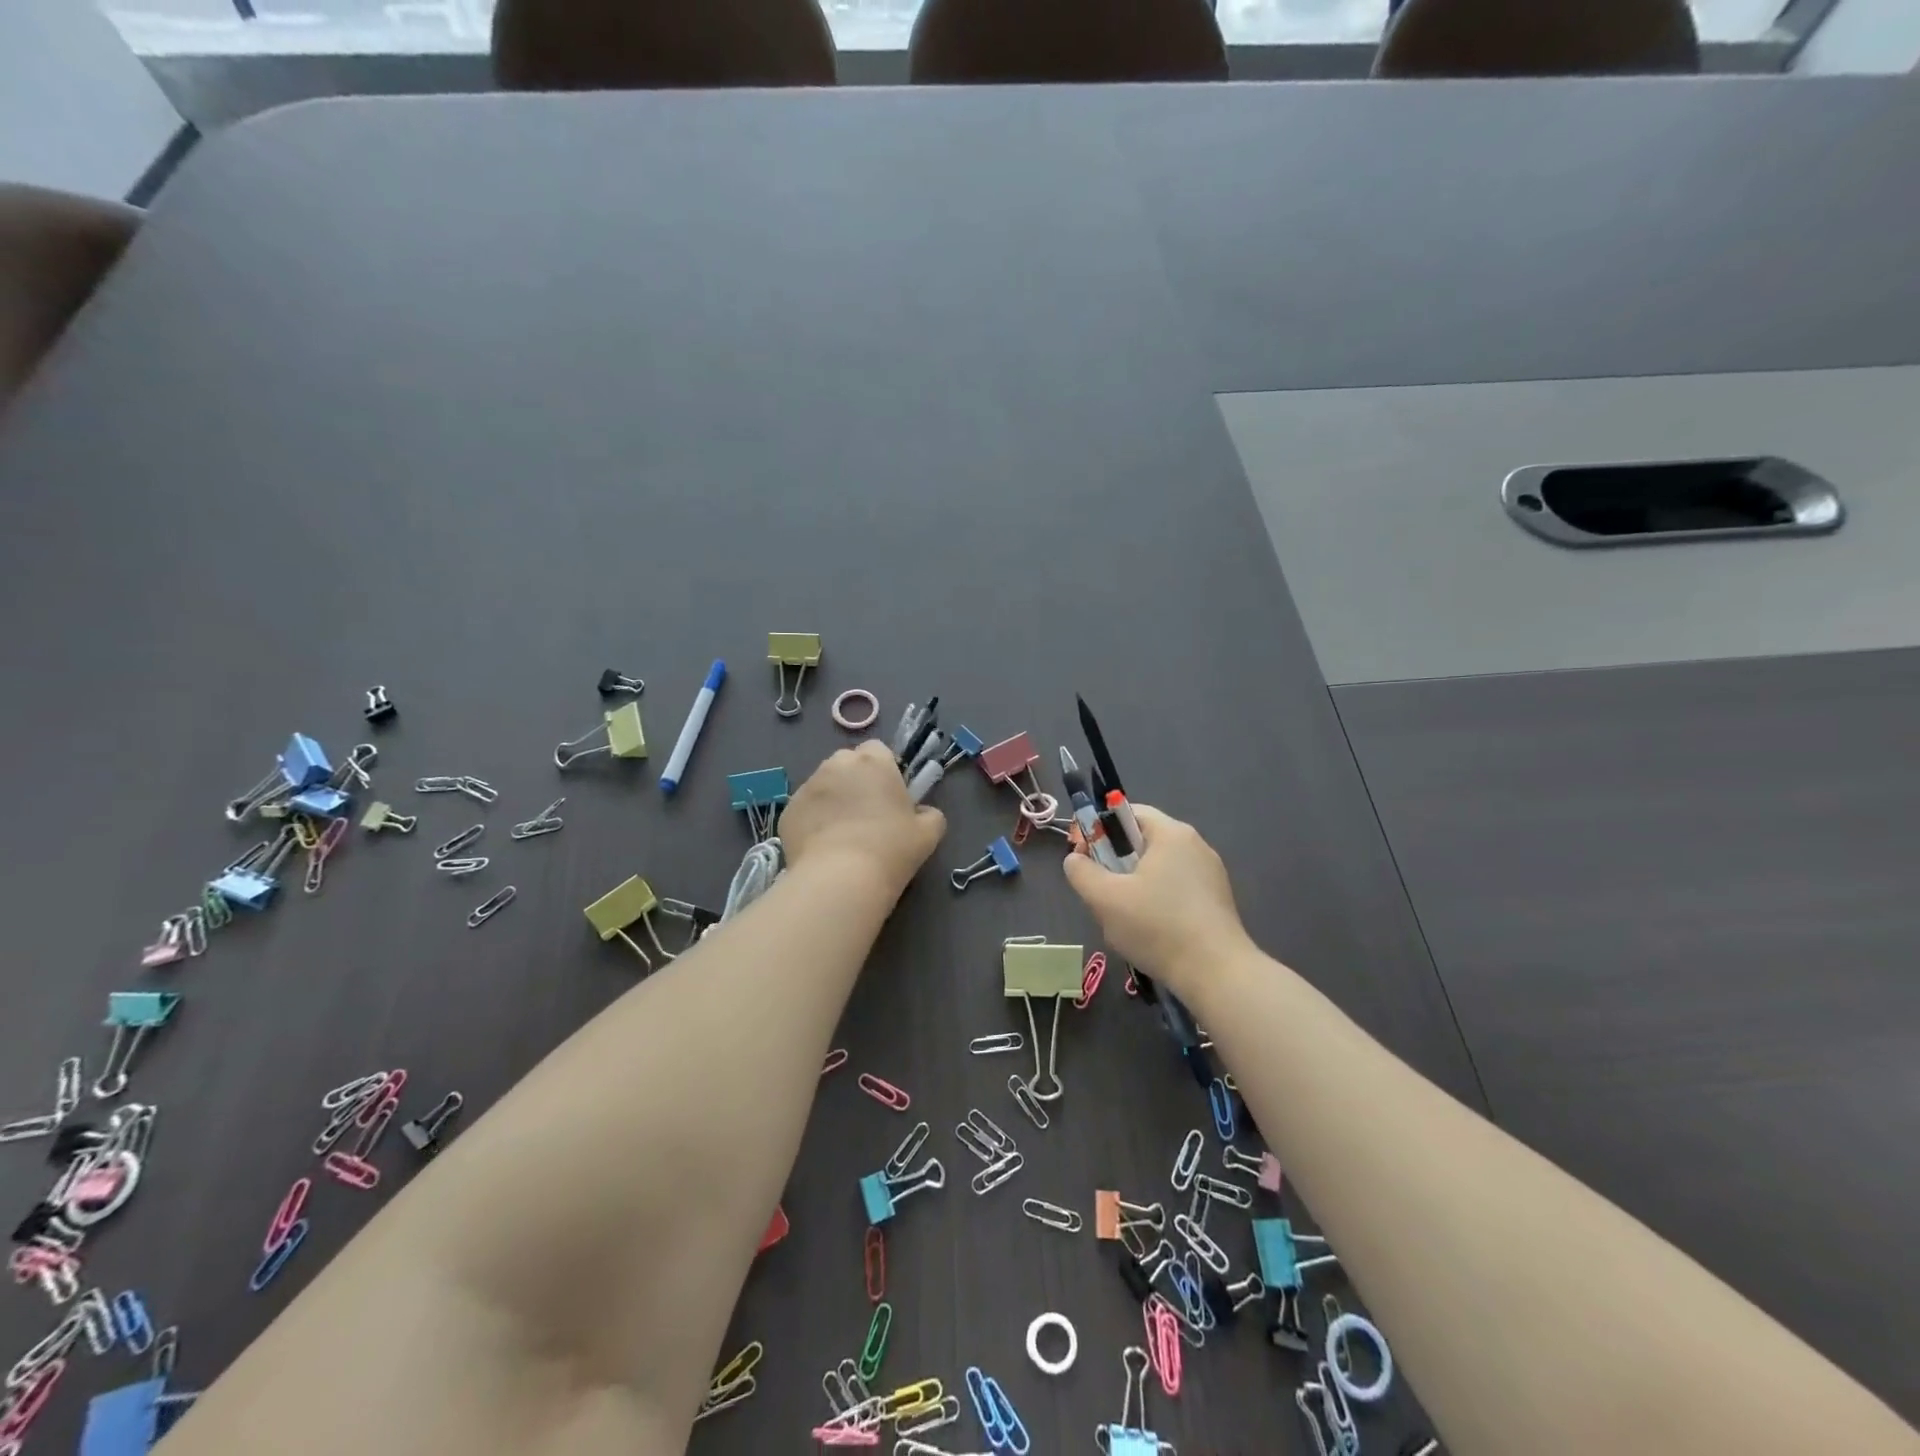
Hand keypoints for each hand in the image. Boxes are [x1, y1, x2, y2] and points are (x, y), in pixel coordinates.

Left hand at [781, 740, 946, 893]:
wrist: (840, 878)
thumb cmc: (891, 849)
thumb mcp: (928, 834)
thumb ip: (930, 815)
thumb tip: (922, 812)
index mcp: (874, 762)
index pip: (878, 749)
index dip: (884, 769)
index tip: (889, 795)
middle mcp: (837, 765)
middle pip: (847, 763)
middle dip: (855, 780)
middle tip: (867, 814)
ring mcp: (808, 786)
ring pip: (823, 785)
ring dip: (833, 800)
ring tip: (842, 833)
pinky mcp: (788, 811)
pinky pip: (805, 809)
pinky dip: (813, 821)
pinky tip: (823, 847)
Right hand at [1062, 805, 1252, 994]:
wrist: (1217, 974)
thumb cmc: (1157, 926)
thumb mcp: (1105, 899)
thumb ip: (1081, 872)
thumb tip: (1075, 860)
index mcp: (1171, 833)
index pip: (1128, 812)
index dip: (1098, 828)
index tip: (1082, 856)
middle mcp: (1195, 845)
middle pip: (1142, 841)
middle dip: (1114, 862)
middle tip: (1098, 891)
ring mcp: (1211, 874)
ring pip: (1158, 869)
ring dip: (1133, 885)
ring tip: (1121, 917)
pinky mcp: (1218, 901)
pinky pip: (1176, 889)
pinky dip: (1156, 901)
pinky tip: (1150, 931)